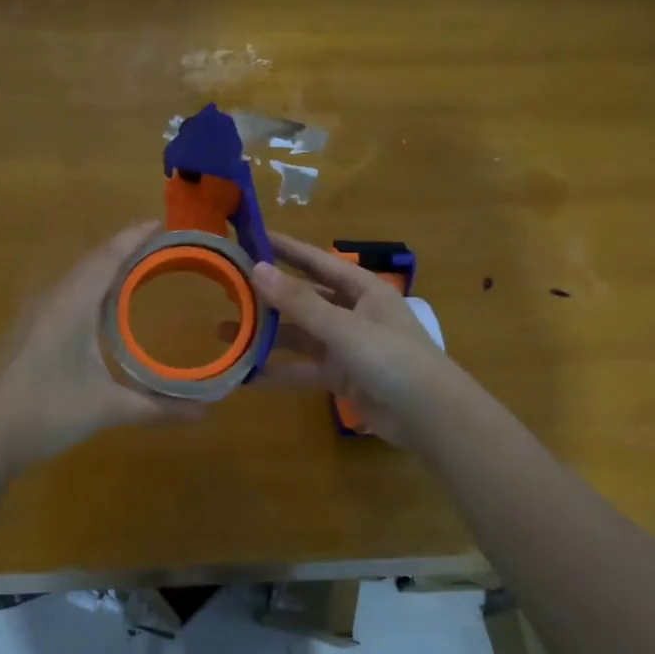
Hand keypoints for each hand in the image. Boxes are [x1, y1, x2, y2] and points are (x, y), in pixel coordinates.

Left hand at [0, 222, 205, 467]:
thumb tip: (203, 413)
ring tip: (140, 267)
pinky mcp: (31, 329)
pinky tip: (106, 305)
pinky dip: (94, 287)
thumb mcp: (107, 409)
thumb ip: (156, 408)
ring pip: (78, 277)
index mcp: (71, 306)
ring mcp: (37, 314)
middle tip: (162, 245)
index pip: (107, 258)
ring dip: (108, 267)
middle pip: (93, 262)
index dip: (134, 237)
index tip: (162, 223)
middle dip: (126, 248)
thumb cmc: (47, 413)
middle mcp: (52, 300)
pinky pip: (68, 293)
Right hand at [250, 233, 455, 446]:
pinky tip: (247, 375)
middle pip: (305, 298)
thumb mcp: (343, 327)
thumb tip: (257, 268)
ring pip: (300, 335)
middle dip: (269, 295)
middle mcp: (354, 312)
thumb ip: (299, 301)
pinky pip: (304, 368)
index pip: (317, 261)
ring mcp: (347, 346)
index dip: (286, 250)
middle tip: (229, 287)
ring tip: (225, 331)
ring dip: (266, 335)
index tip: (252, 238)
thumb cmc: (391, 358)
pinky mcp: (342, 376)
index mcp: (363, 289)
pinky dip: (279, 371)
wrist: (428, 415)